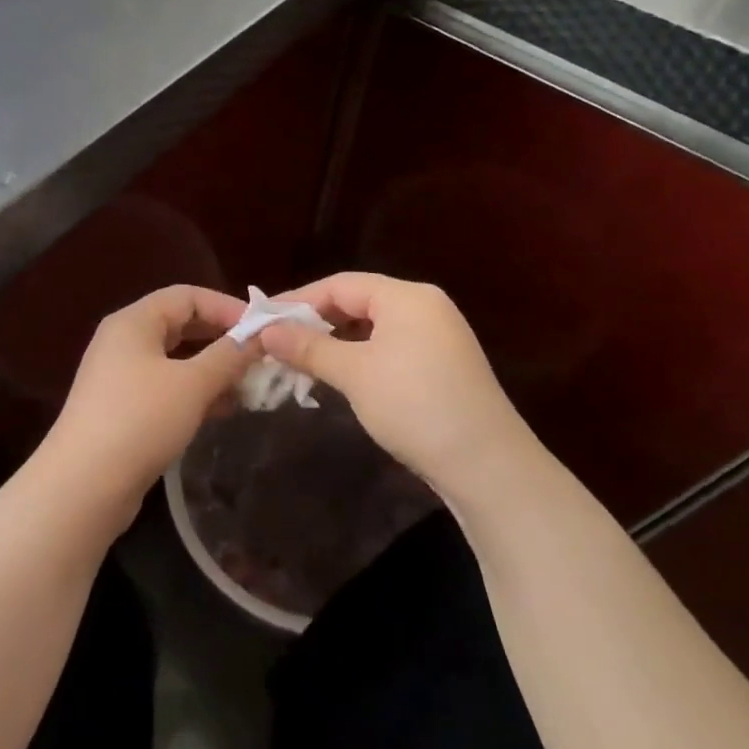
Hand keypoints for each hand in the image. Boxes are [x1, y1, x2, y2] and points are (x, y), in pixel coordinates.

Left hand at [39, 284, 256, 507]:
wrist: (84, 485)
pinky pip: (166, 387)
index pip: (187, 296)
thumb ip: (230, 355)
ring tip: (250, 387)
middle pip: (181, 325)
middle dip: (222, 339)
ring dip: (213, 369)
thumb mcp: (192, 384)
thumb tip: (261, 335)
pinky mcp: (123, 409)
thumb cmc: (140, 420)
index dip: (227, 307)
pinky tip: (223, 411)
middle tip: (261, 358)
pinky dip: (195, 393)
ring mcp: (120, 376)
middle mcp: (123, 341)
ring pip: (176, 360)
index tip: (264, 330)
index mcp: (134, 321)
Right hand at [257, 272, 543, 499]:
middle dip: (315, 322)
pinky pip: (388, 348)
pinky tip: (337, 376)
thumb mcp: (354, 373)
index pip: (341, 284)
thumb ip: (308, 347)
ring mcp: (437, 337)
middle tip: (276, 343)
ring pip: (372, 328)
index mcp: (407, 297)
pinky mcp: (440, 366)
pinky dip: (358, 357)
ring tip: (299, 362)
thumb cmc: (414, 405)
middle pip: (357, 302)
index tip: (263, 321)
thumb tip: (266, 331)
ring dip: (334, 342)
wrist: (486, 464)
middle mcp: (424, 307)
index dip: (298, 301)